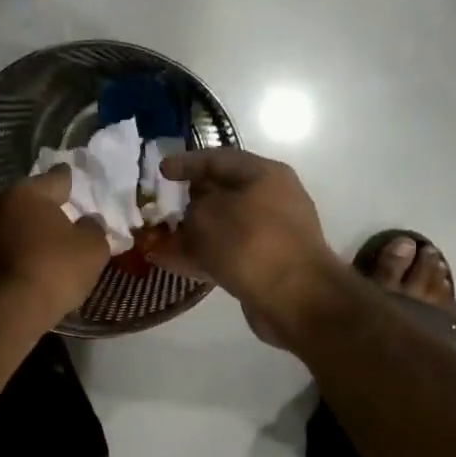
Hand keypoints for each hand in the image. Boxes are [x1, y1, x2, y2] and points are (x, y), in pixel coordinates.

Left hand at [0, 167, 109, 332]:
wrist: (4, 312)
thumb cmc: (53, 270)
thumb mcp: (92, 249)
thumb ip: (94, 228)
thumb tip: (89, 221)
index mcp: (27, 192)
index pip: (56, 177)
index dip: (70, 180)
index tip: (76, 180)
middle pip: (30, 200)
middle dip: (46, 208)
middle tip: (66, 218)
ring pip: (13, 224)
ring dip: (28, 232)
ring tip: (48, 245)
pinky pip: (3, 247)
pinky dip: (16, 252)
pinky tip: (30, 264)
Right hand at [149, 148, 342, 346]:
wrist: (295, 298)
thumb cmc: (250, 243)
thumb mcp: (207, 215)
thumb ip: (192, 209)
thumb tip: (192, 216)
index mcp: (264, 174)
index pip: (218, 158)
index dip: (186, 163)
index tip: (160, 171)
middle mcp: (272, 199)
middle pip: (223, 192)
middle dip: (189, 199)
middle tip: (161, 205)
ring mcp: (271, 233)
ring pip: (223, 225)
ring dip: (193, 230)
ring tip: (160, 237)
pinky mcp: (266, 264)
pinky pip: (228, 252)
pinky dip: (202, 254)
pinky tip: (174, 262)